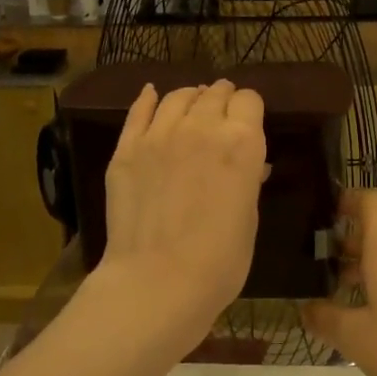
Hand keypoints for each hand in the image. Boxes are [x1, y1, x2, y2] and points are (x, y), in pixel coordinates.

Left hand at [91, 79, 266, 348]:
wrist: (157, 281)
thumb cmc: (219, 261)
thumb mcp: (249, 219)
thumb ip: (247, 181)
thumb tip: (250, 165)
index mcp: (242, 143)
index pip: (249, 101)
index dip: (250, 109)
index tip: (248, 121)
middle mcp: (202, 127)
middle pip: (214, 94)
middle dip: (222, 99)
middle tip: (222, 112)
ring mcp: (159, 134)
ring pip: (177, 97)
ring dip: (189, 98)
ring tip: (192, 104)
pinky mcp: (126, 149)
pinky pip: (138, 111)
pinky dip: (148, 99)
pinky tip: (151, 95)